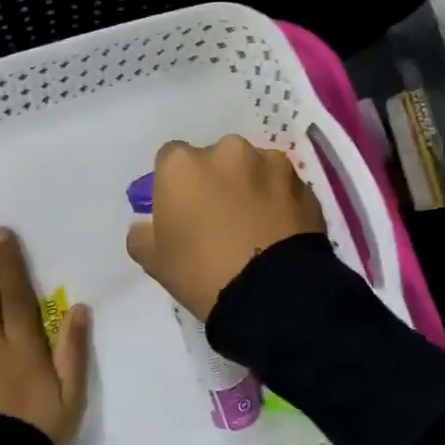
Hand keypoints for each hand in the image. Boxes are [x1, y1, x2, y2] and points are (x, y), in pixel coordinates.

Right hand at [125, 136, 326, 321]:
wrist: (272, 293)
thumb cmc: (201, 272)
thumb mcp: (154, 261)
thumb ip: (142, 235)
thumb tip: (145, 226)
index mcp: (182, 164)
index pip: (169, 160)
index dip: (174, 185)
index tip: (181, 211)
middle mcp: (226, 150)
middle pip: (214, 159)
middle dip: (215, 180)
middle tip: (219, 218)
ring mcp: (269, 162)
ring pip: (252, 168)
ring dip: (250, 186)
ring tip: (254, 225)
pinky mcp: (302, 182)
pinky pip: (282, 186)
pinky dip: (278, 200)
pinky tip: (278, 230)